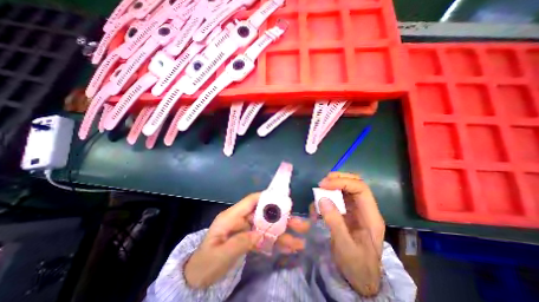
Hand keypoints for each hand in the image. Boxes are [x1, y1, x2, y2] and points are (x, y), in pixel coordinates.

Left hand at [185, 193, 307, 288]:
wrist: (197, 278)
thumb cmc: (205, 263)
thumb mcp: (220, 255)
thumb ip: (240, 242)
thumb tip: (259, 234)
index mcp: (231, 217)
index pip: (250, 201)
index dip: (266, 197)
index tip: (283, 199)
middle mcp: (241, 220)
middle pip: (263, 214)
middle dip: (282, 219)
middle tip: (300, 224)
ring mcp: (246, 230)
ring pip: (267, 227)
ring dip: (283, 233)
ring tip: (299, 241)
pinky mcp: (249, 239)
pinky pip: (264, 239)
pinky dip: (276, 243)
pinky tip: (289, 248)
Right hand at [314, 172, 384, 294]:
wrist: (360, 280)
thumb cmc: (357, 266)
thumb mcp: (345, 247)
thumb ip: (334, 222)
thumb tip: (322, 199)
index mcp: (371, 217)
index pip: (360, 189)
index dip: (342, 182)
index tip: (324, 184)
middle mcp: (365, 209)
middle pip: (355, 183)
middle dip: (338, 179)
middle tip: (322, 183)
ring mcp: (356, 210)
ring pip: (347, 188)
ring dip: (333, 185)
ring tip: (320, 190)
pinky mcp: (347, 212)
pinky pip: (338, 196)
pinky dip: (328, 194)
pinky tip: (320, 201)